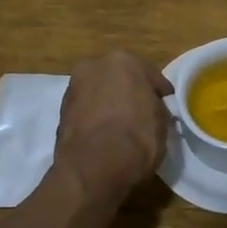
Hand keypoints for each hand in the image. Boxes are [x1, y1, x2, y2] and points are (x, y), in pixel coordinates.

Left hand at [55, 51, 173, 199]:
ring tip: (121, 129)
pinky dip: (94, 121)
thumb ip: (156, 107)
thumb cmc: (137, 136)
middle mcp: (93, 66)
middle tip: (141, 115)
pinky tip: (104, 138)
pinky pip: (86, 113)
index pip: (150, 76)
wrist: (94, 168)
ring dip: (108, 106)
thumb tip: (150, 110)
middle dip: (129, 94)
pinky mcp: (60, 114)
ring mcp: (73, 89)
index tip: (166, 108)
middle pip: (119, 80)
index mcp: (123, 60)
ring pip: (99, 95)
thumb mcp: (162, 120)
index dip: (160, 94)